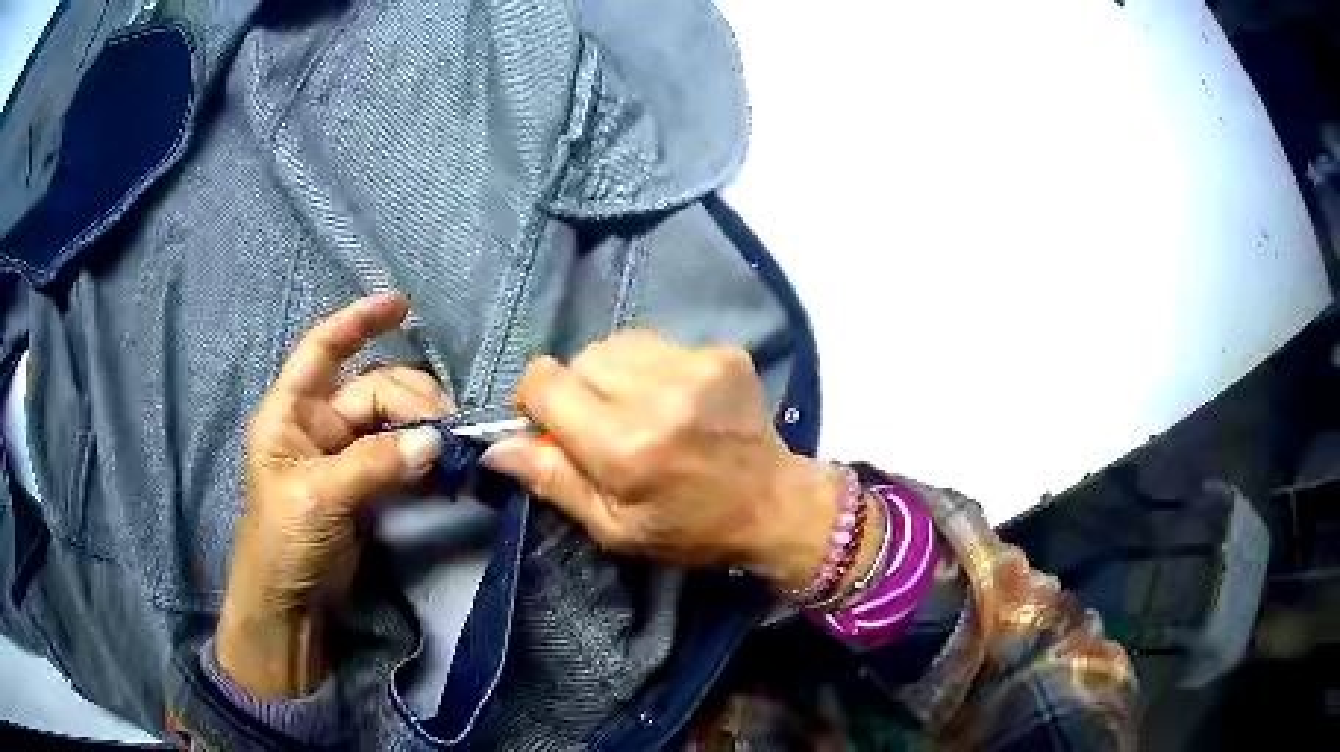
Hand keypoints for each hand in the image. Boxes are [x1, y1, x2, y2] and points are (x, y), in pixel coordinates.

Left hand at [216, 293, 450, 698]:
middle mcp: (317, 424)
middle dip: (411, 398)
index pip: (323, 350)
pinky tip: (441, 463)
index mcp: (290, 411)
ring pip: (390, 422)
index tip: (401, 305)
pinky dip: (420, 455)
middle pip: (372, 390)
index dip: (358, 322)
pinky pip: (398, 455)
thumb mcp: (320, 497)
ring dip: (421, 428)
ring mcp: (343, 454)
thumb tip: (434, 441)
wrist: (290, 601)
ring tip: (450, 447)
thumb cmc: (283, 539)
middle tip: (448, 428)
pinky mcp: (364, 484)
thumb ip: (373, 464)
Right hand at [481, 331, 856, 592]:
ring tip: (641, 411)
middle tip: (605, 426)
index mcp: (625, 447)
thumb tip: (495, 447)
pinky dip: (653, 368)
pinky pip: (658, 344)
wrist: (773, 503)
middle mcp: (659, 395)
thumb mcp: (613, 527)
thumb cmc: (688, 527)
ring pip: (616, 345)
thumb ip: (553, 481)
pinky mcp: (723, 351)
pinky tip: (676, 400)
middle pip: (580, 359)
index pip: (545, 383)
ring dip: (614, 375)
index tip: (551, 423)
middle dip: (578, 390)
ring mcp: (697, 366)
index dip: (536, 400)